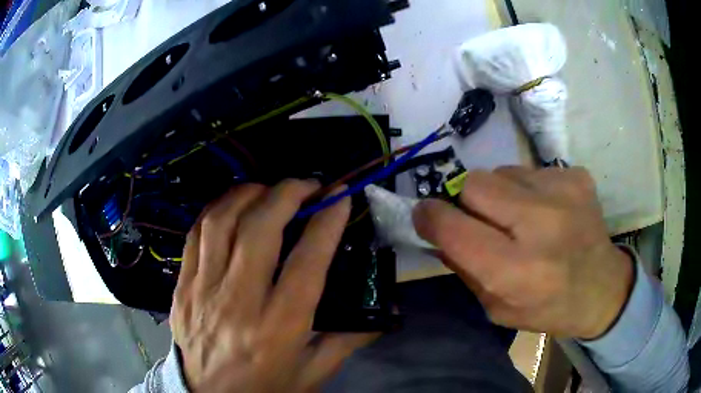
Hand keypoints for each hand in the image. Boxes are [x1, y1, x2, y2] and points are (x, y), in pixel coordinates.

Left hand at [171, 180, 376, 391]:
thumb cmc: (265, 387)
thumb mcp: (313, 373)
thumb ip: (347, 340)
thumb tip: (382, 311)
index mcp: (278, 328)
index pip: (307, 262)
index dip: (327, 222)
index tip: (340, 196)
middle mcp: (238, 302)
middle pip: (259, 229)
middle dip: (288, 194)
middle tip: (307, 185)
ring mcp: (203, 289)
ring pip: (221, 221)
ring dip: (250, 194)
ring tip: (270, 190)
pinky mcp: (183, 285)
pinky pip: (196, 233)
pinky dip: (218, 209)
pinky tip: (235, 206)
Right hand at [413, 167, 633, 338]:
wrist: (603, 288)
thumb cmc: (548, 308)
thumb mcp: (497, 308)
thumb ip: (464, 269)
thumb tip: (437, 231)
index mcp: (518, 272)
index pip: (455, 228)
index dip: (430, 217)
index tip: (425, 215)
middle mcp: (542, 226)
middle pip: (474, 184)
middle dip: (467, 201)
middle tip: (482, 220)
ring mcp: (564, 193)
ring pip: (501, 171)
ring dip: (499, 194)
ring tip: (521, 217)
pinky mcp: (577, 176)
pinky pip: (530, 170)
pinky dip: (527, 189)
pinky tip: (546, 210)